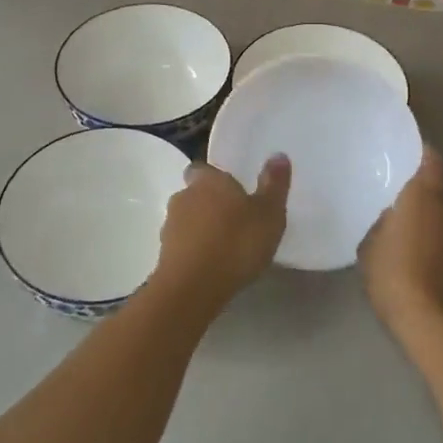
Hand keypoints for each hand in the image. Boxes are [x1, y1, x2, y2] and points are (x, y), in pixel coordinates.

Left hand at [151, 156, 291, 310]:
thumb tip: (278, 154)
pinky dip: (195, 250)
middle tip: (235, 219)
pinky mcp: (164, 254)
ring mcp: (170, 226)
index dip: (215, 178)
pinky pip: (183, 245)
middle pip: (195, 194)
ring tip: (226, 245)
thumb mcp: (268, 214)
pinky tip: (213, 264)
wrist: (193, 287)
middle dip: (211, 203)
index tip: (233, 190)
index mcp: (208, 180)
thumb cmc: (236, 243)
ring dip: (202, 228)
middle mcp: (184, 196)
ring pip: (188, 220)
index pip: (203, 168)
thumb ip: (274, 184)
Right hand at [358, 148, 442, 341]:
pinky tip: (418, 254)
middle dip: (421, 189)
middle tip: (396, 194)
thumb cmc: (394, 275)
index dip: (420, 153)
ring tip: (405, 227)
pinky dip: (435, 240)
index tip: (404, 153)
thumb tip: (391, 216)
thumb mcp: (370, 246)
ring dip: (429, 217)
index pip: (430, 160)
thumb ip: (381, 223)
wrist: (433, 323)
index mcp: (424, 196)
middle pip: (438, 188)